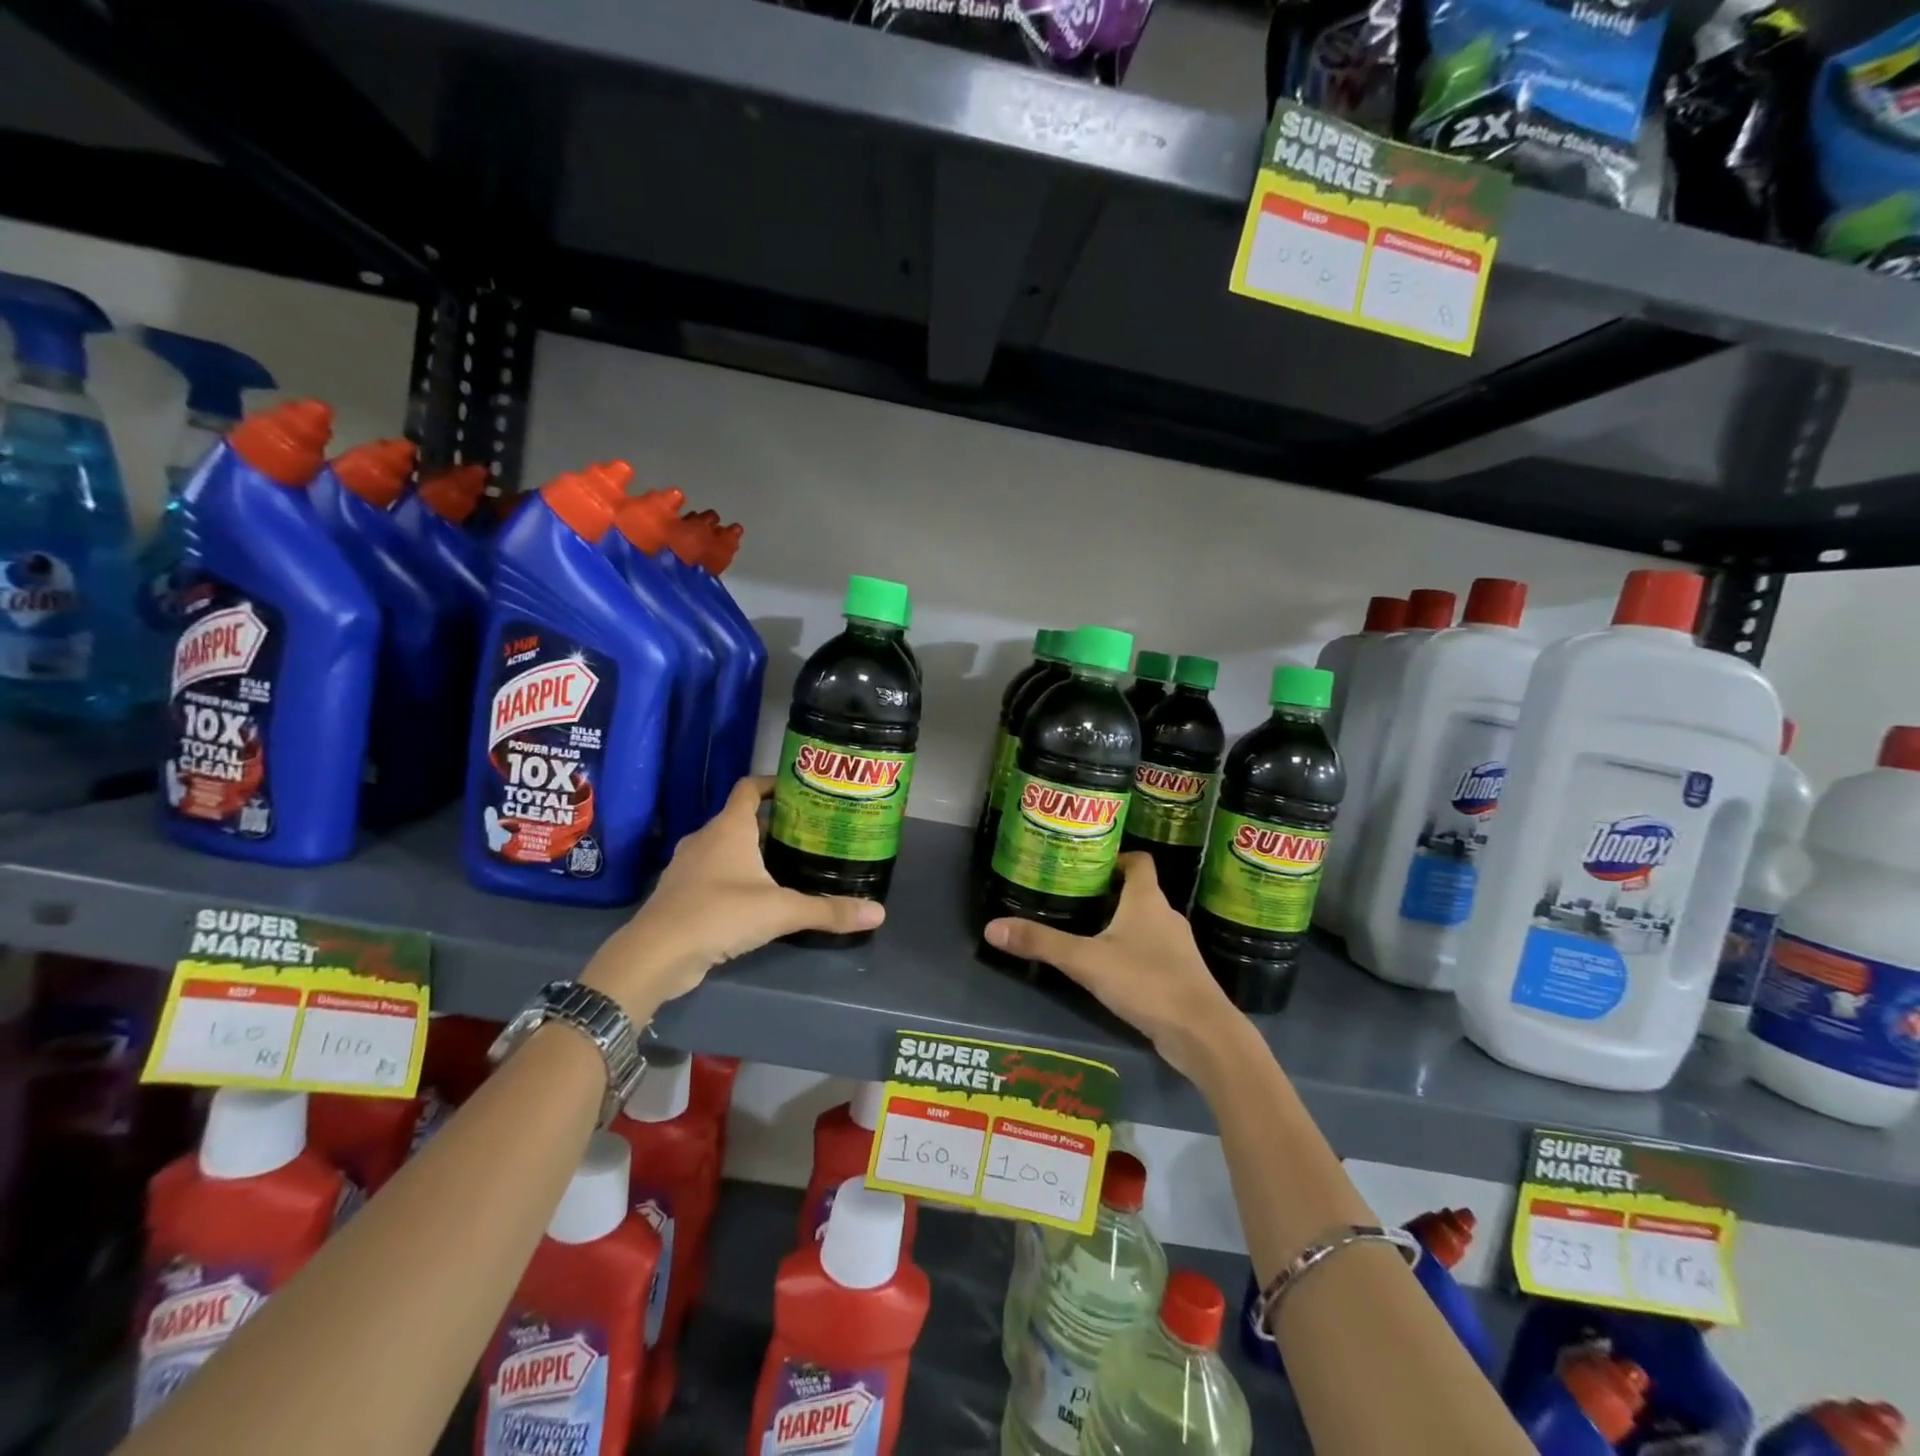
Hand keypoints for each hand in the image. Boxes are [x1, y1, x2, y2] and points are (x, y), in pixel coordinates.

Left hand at [581, 776, 883, 1014]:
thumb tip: (879, 912)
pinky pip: (713, 872)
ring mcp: (688, 866)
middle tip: (807, 834)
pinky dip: (734, 876)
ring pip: (726, 847)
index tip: (800, 790)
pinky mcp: (681, 893)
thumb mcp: (781, 911)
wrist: (656, 954)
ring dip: (752, 851)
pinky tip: (755, 897)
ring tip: (786, 865)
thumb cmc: (719, 914)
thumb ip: (828, 910)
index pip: (749, 788)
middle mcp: (706, 838)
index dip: (773, 783)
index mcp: (729, 828)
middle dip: (773, 824)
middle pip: (741, 819)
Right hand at [984, 853, 1245, 1080]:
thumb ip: (1042, 943)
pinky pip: (1152, 953)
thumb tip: (993, 927)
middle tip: (1073, 896)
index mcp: (1147, 900)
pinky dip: (1132, 953)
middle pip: (1138, 892)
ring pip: (1145, 924)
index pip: (1138, 861)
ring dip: (1120, 924)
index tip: (1088, 863)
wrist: (1203, 1034)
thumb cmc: (1147, 981)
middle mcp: (1166, 916)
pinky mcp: (1180, 976)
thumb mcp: (1086, 961)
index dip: (1116, 857)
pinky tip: (1110, 970)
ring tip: (1085, 931)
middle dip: (1108, 892)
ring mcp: (1177, 948)